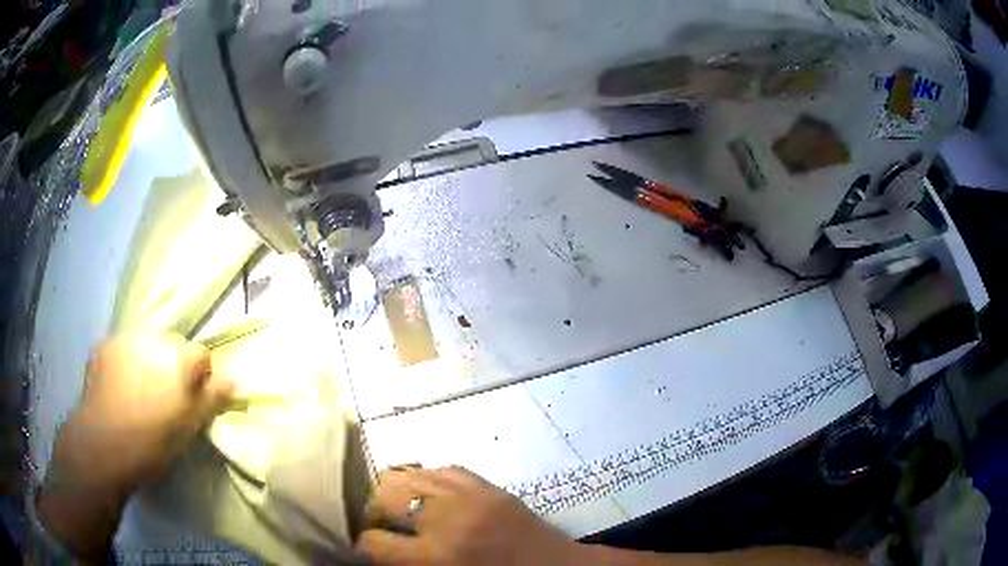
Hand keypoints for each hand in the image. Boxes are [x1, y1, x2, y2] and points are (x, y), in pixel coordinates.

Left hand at [37, 335, 233, 558]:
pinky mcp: (103, 347)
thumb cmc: (151, 443)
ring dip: (148, 362)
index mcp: (177, 360)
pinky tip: (119, 388)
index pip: (201, 355)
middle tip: (164, 399)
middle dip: (172, 366)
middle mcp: (152, 340)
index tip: (193, 401)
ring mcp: (124, 340)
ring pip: (146, 345)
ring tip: (139, 393)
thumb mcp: (188, 428)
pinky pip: (122, 350)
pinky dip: (125, 363)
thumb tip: (233, 379)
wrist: (102, 445)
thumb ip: (211, 400)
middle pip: (172, 346)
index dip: (201, 377)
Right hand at [356, 466, 586, 564]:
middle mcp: (446, 519)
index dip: (363, 547)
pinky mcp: (489, 485)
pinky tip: (432, 497)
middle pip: (383, 495)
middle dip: (375, 513)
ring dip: (397, 493)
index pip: (372, 542)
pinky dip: (429, 482)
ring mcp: (470, 495)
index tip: (367, 550)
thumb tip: (373, 552)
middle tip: (383, 527)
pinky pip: (443, 469)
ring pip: (408, 474)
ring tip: (403, 510)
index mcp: (436, 557)